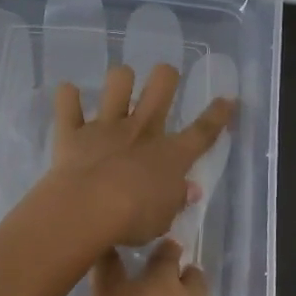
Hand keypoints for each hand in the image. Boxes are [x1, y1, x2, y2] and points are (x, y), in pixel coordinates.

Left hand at [50, 63, 233, 248]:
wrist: (89, 207)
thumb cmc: (134, 219)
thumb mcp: (164, 218)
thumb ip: (176, 200)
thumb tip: (189, 190)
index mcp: (171, 155)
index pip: (203, 132)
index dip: (218, 115)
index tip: (227, 99)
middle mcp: (141, 131)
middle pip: (162, 87)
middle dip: (166, 76)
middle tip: (165, 77)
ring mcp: (106, 127)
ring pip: (118, 82)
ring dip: (120, 79)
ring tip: (120, 84)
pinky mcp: (73, 131)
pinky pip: (68, 102)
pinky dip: (67, 96)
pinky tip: (68, 94)